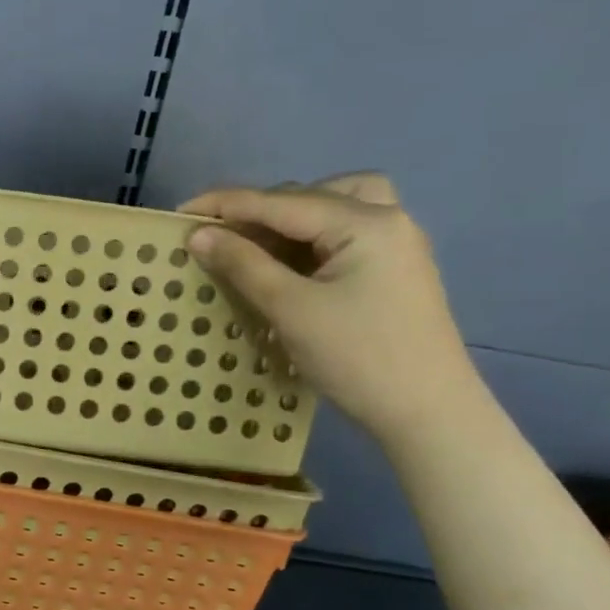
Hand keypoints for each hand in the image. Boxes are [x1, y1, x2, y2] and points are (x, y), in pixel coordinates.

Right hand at [178, 174, 482, 445]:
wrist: (429, 414)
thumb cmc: (358, 358)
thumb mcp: (290, 309)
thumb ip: (242, 264)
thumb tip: (198, 234)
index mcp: (365, 222)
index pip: (281, 201)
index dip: (226, 204)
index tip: (180, 212)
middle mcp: (387, 220)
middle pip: (309, 195)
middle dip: (257, 211)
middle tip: (216, 237)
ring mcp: (395, 245)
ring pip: (333, 207)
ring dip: (289, 218)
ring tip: (255, 244)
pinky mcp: (393, 270)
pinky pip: (342, 234)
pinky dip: (309, 238)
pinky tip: (287, 264)